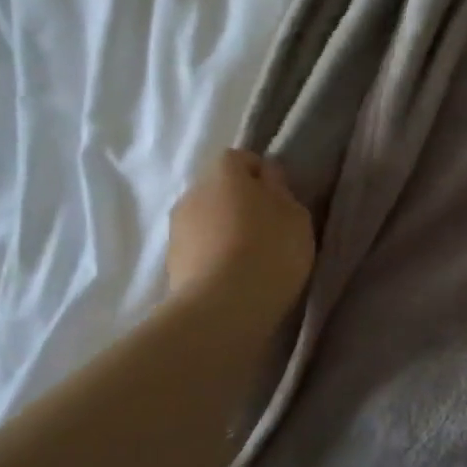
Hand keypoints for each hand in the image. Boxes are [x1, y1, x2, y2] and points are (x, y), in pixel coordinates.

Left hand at [167, 150, 314, 327]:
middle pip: (220, 189)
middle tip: (268, 230)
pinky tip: (233, 277)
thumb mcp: (295, 215)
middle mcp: (194, 190)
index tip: (280, 201)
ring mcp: (177, 227)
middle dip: (240, 203)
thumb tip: (266, 177)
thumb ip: (280, 190)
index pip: (242, 158)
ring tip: (250, 258)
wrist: (222, 307)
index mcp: (225, 170)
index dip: (262, 176)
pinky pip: (199, 248)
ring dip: (225, 230)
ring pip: (207, 219)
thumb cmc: (269, 250)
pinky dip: (214, 255)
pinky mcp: (171, 261)